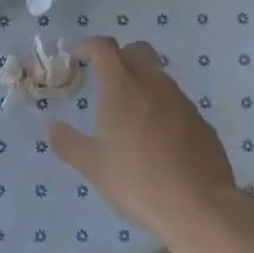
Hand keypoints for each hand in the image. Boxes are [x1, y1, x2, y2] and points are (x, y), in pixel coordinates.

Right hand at [49, 38, 239, 237]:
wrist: (199, 207)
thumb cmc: (137, 181)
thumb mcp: (93, 166)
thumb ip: (68, 143)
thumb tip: (52, 126)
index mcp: (122, 87)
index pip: (104, 48)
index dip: (89, 46)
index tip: (79, 56)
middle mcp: (153, 84)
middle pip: (137, 51)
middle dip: (120, 56)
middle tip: (107, 79)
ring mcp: (181, 101)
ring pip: (159, 76)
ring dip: (143, 82)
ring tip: (131, 113)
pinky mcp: (201, 122)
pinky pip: (177, 102)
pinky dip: (163, 107)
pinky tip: (159, 138)